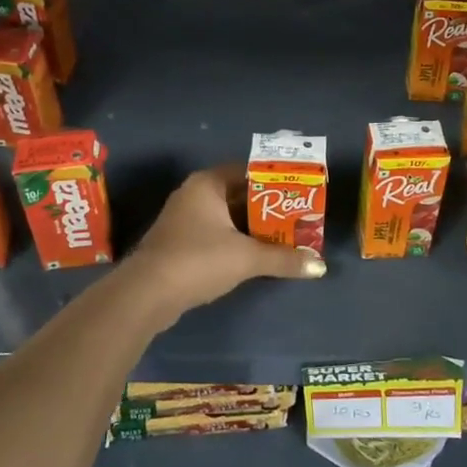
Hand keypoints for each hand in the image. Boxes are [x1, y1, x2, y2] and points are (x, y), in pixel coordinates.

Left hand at [118, 164, 324, 319]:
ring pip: (226, 216)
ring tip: (284, 237)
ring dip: (251, 227)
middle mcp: (194, 194)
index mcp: (207, 183)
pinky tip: (255, 255)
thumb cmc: (197, 260)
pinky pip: (215, 233)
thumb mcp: (246, 258)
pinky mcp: (179, 243)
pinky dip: (235, 240)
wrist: (146, 294)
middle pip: (238, 194)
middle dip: (267, 208)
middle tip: (297, 218)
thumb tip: (319, 266)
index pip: (248, 171)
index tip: (299, 193)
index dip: (275, 181)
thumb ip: (283, 259)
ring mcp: (183, 219)